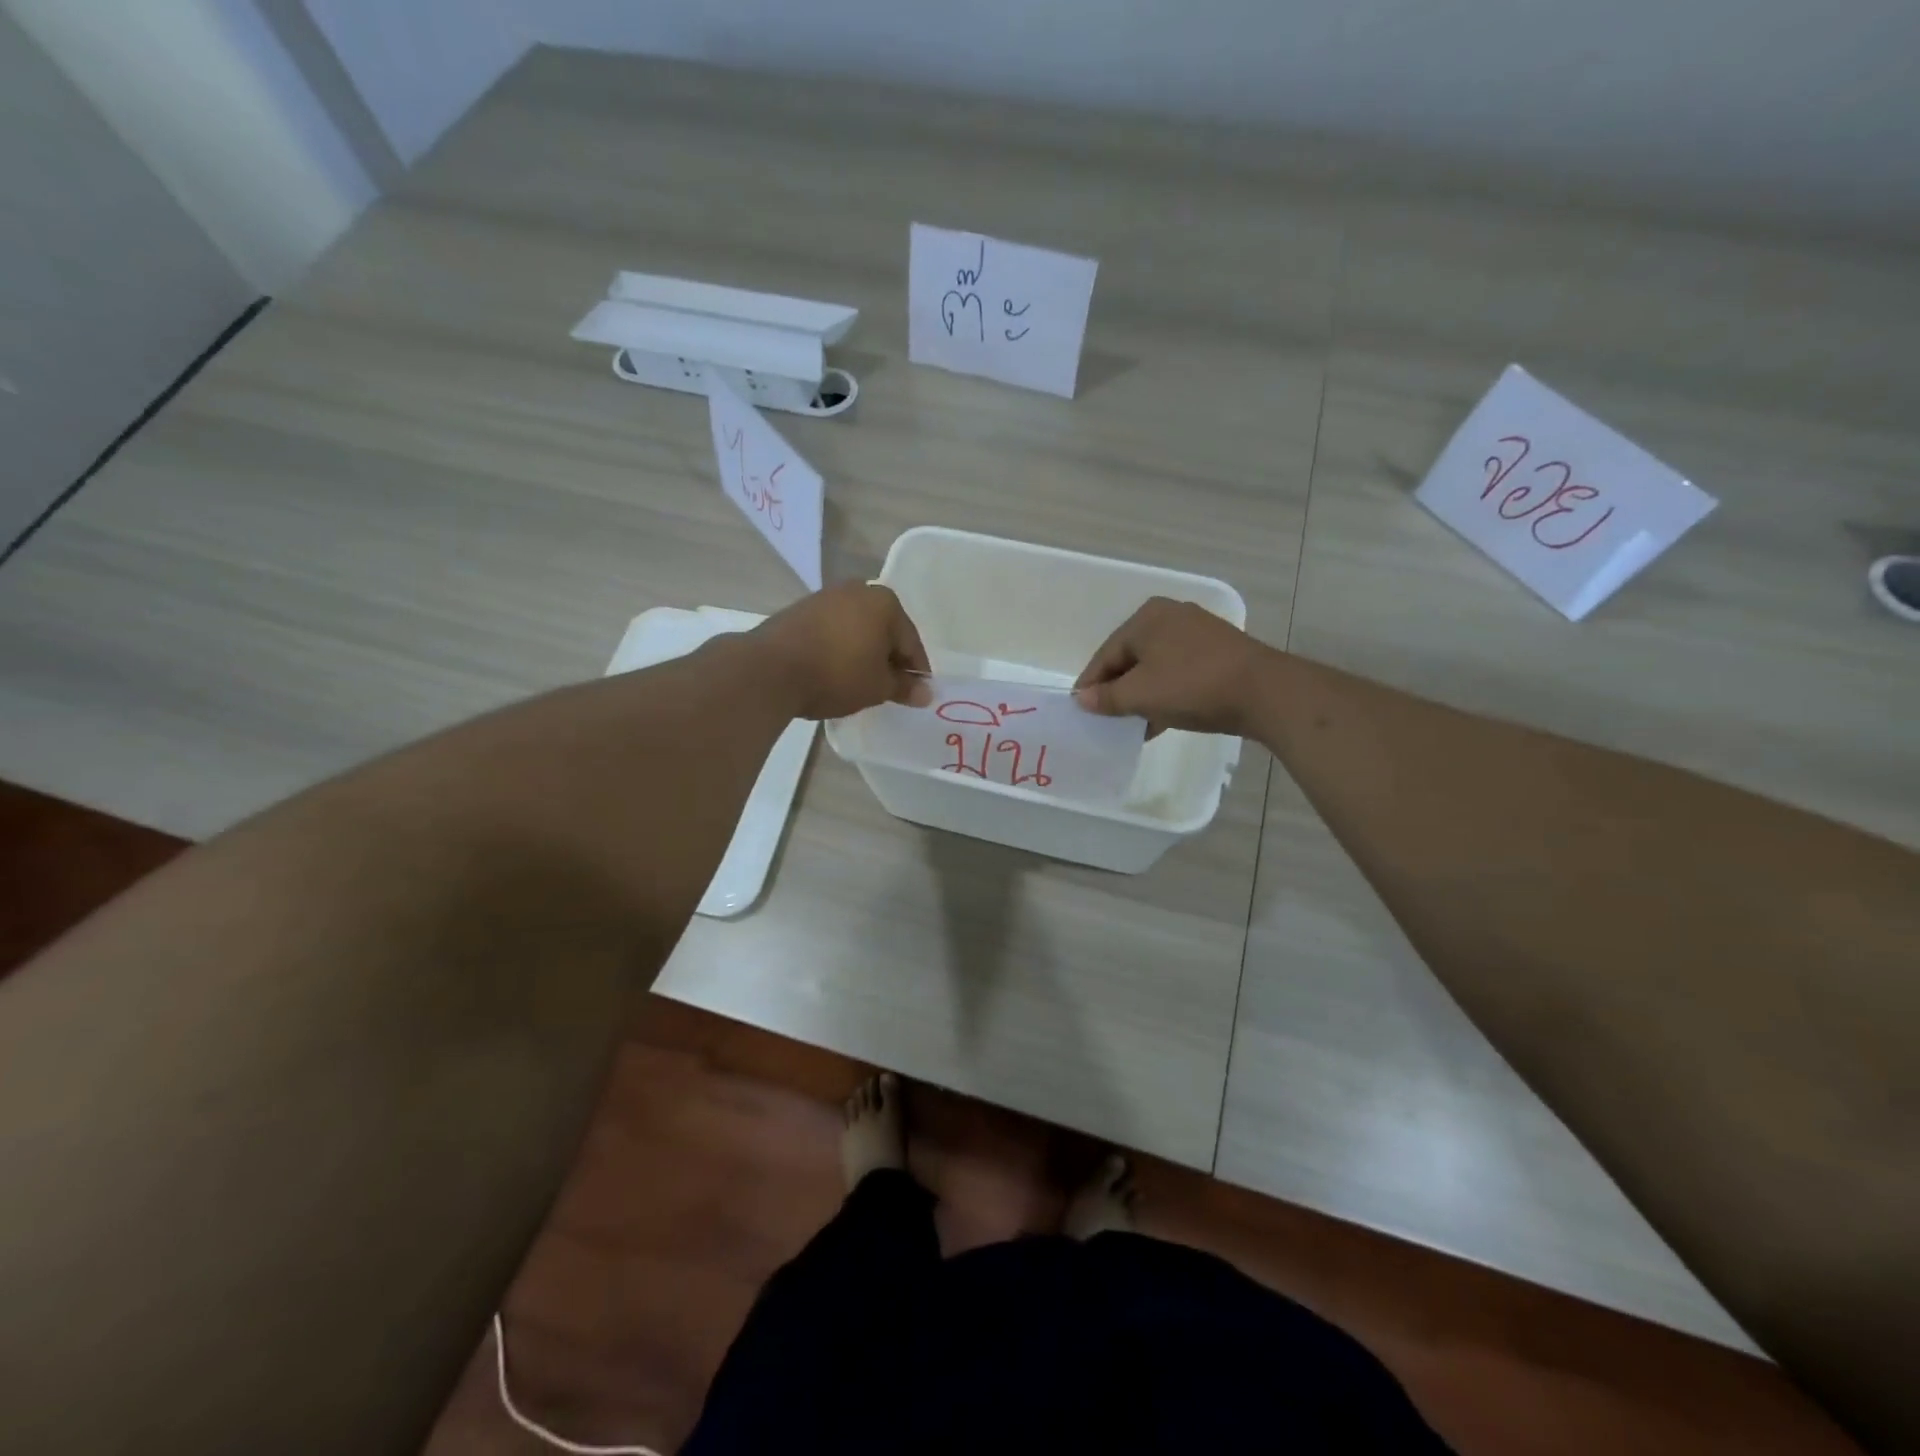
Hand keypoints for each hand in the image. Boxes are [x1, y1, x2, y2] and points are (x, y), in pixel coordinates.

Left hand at [752, 584, 931, 720]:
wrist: (770, 669)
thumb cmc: (837, 674)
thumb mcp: (877, 687)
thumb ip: (903, 687)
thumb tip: (925, 693)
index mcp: (885, 603)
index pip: (911, 642)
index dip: (916, 671)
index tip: (916, 693)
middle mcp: (858, 590)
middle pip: (884, 630)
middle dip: (888, 658)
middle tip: (889, 688)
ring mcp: (826, 597)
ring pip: (857, 629)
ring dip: (863, 652)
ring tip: (861, 682)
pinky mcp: (800, 609)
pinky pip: (833, 631)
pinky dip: (840, 648)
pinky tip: (835, 670)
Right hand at [1074, 597, 1272, 735]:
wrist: (1265, 692)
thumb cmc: (1192, 687)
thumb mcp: (1141, 696)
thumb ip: (1107, 698)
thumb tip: (1082, 699)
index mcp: (1146, 618)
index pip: (1106, 654)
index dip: (1090, 684)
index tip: (1080, 711)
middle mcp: (1170, 616)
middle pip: (1130, 658)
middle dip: (1118, 690)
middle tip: (1107, 719)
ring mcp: (1198, 632)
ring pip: (1156, 666)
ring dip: (1142, 695)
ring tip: (1134, 724)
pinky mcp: (1219, 651)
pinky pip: (1179, 671)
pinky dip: (1166, 692)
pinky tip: (1162, 718)